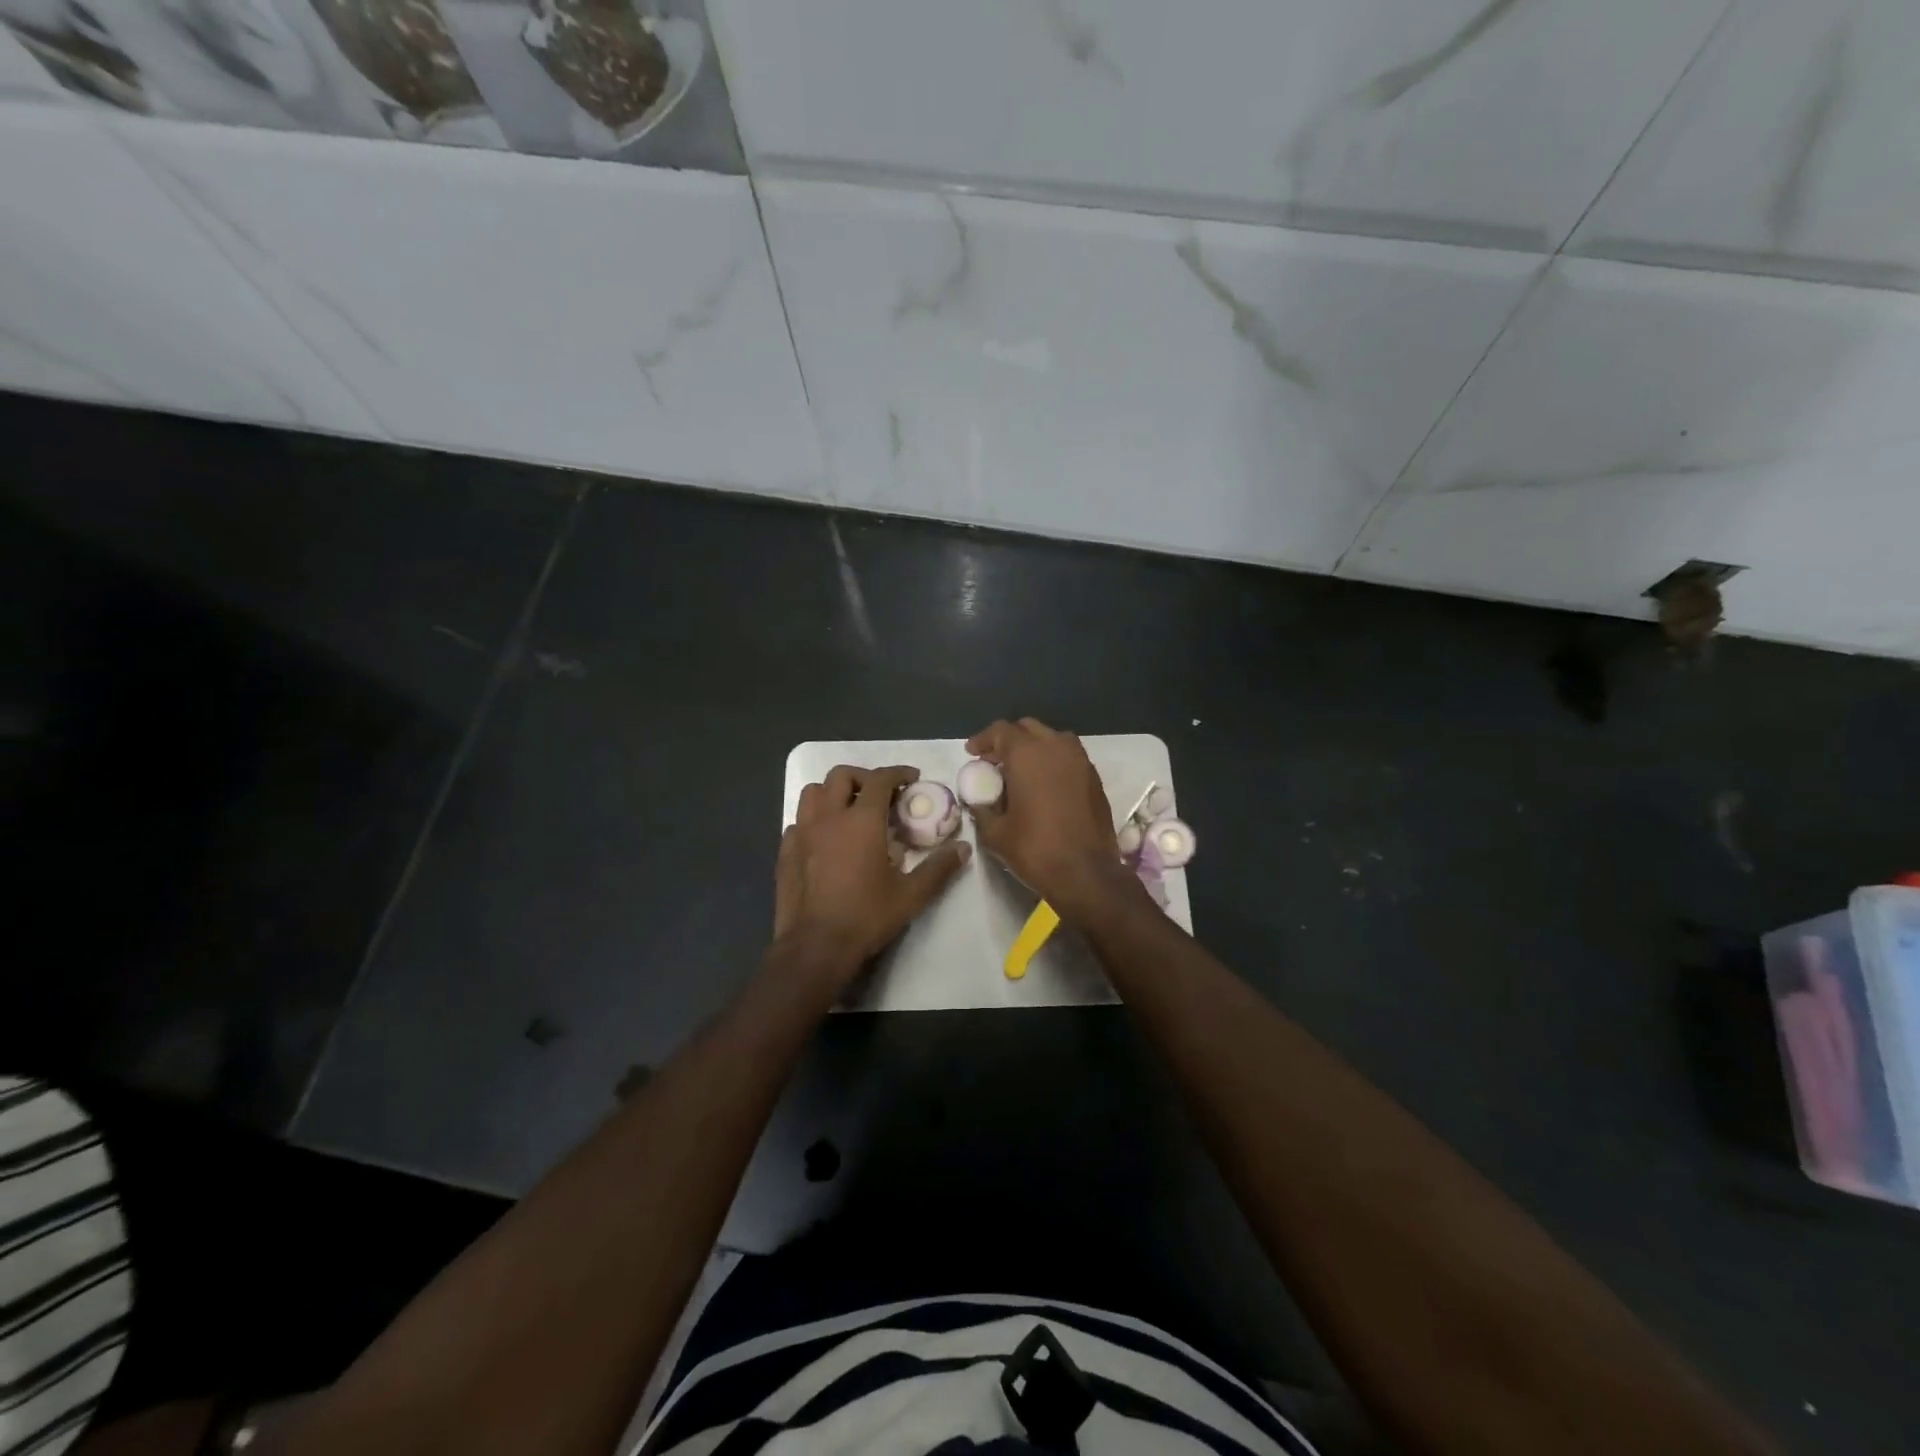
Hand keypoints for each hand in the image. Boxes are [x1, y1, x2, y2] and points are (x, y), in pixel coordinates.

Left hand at [773, 764, 970, 987]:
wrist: (816, 946)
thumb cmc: (866, 916)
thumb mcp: (911, 895)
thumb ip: (939, 868)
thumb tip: (963, 848)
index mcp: (861, 821)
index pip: (880, 779)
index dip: (898, 773)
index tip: (911, 778)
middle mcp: (828, 817)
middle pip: (841, 775)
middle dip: (864, 777)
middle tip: (880, 794)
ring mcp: (802, 833)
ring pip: (813, 792)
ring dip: (834, 792)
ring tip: (849, 809)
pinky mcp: (786, 852)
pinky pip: (798, 821)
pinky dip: (814, 820)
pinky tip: (825, 839)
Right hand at [964, 719, 1136, 918]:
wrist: (1086, 873)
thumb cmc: (1035, 849)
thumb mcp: (995, 833)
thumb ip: (982, 810)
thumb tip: (977, 801)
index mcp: (1028, 754)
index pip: (1001, 730)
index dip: (983, 739)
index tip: (972, 754)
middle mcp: (1056, 747)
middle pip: (1028, 728)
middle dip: (1008, 740)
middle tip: (994, 761)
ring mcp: (1080, 760)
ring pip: (1052, 739)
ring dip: (1034, 747)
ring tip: (1021, 769)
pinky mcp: (1094, 778)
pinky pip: (1069, 757)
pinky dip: (1053, 761)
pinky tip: (1044, 784)